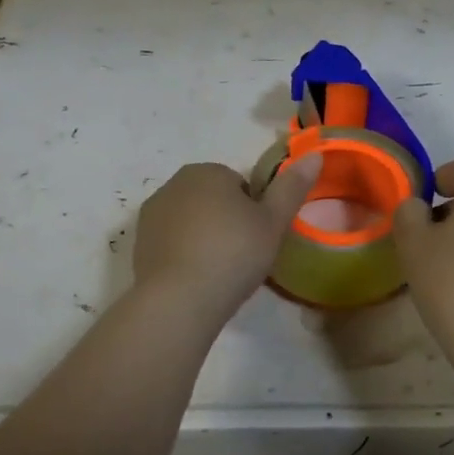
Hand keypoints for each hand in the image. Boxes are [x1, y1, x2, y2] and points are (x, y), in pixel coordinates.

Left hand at [132, 154, 322, 317]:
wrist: (179, 300)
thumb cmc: (233, 253)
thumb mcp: (273, 222)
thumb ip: (292, 187)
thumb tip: (314, 154)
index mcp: (207, 171)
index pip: (239, 185)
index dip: (254, 212)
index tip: (259, 238)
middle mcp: (174, 183)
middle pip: (213, 200)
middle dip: (227, 221)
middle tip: (243, 256)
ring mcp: (152, 213)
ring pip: (191, 221)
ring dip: (204, 237)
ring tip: (220, 272)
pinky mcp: (139, 243)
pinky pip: (171, 242)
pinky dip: (184, 254)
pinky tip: (196, 280)